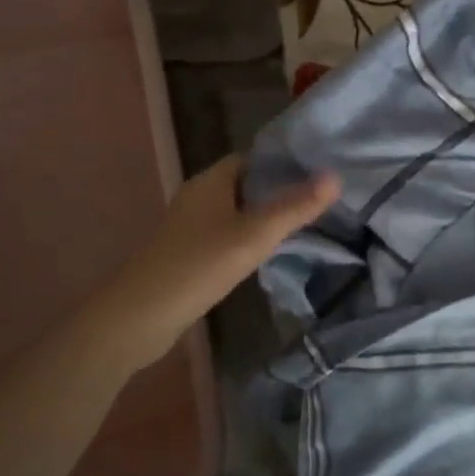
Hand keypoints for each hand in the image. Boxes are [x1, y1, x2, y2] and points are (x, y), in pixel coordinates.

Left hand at [101, 156, 338, 371]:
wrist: (139, 317)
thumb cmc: (197, 267)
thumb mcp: (254, 236)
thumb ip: (294, 208)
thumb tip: (335, 177)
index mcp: (211, 181)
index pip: (253, 158)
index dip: (285, 161)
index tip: (319, 172)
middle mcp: (199, 197)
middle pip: (246, 184)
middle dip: (280, 189)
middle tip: (321, 199)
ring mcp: (191, 226)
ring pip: (237, 211)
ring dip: (266, 215)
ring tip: (306, 223)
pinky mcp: (189, 252)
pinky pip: (227, 234)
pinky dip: (249, 237)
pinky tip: (271, 251)